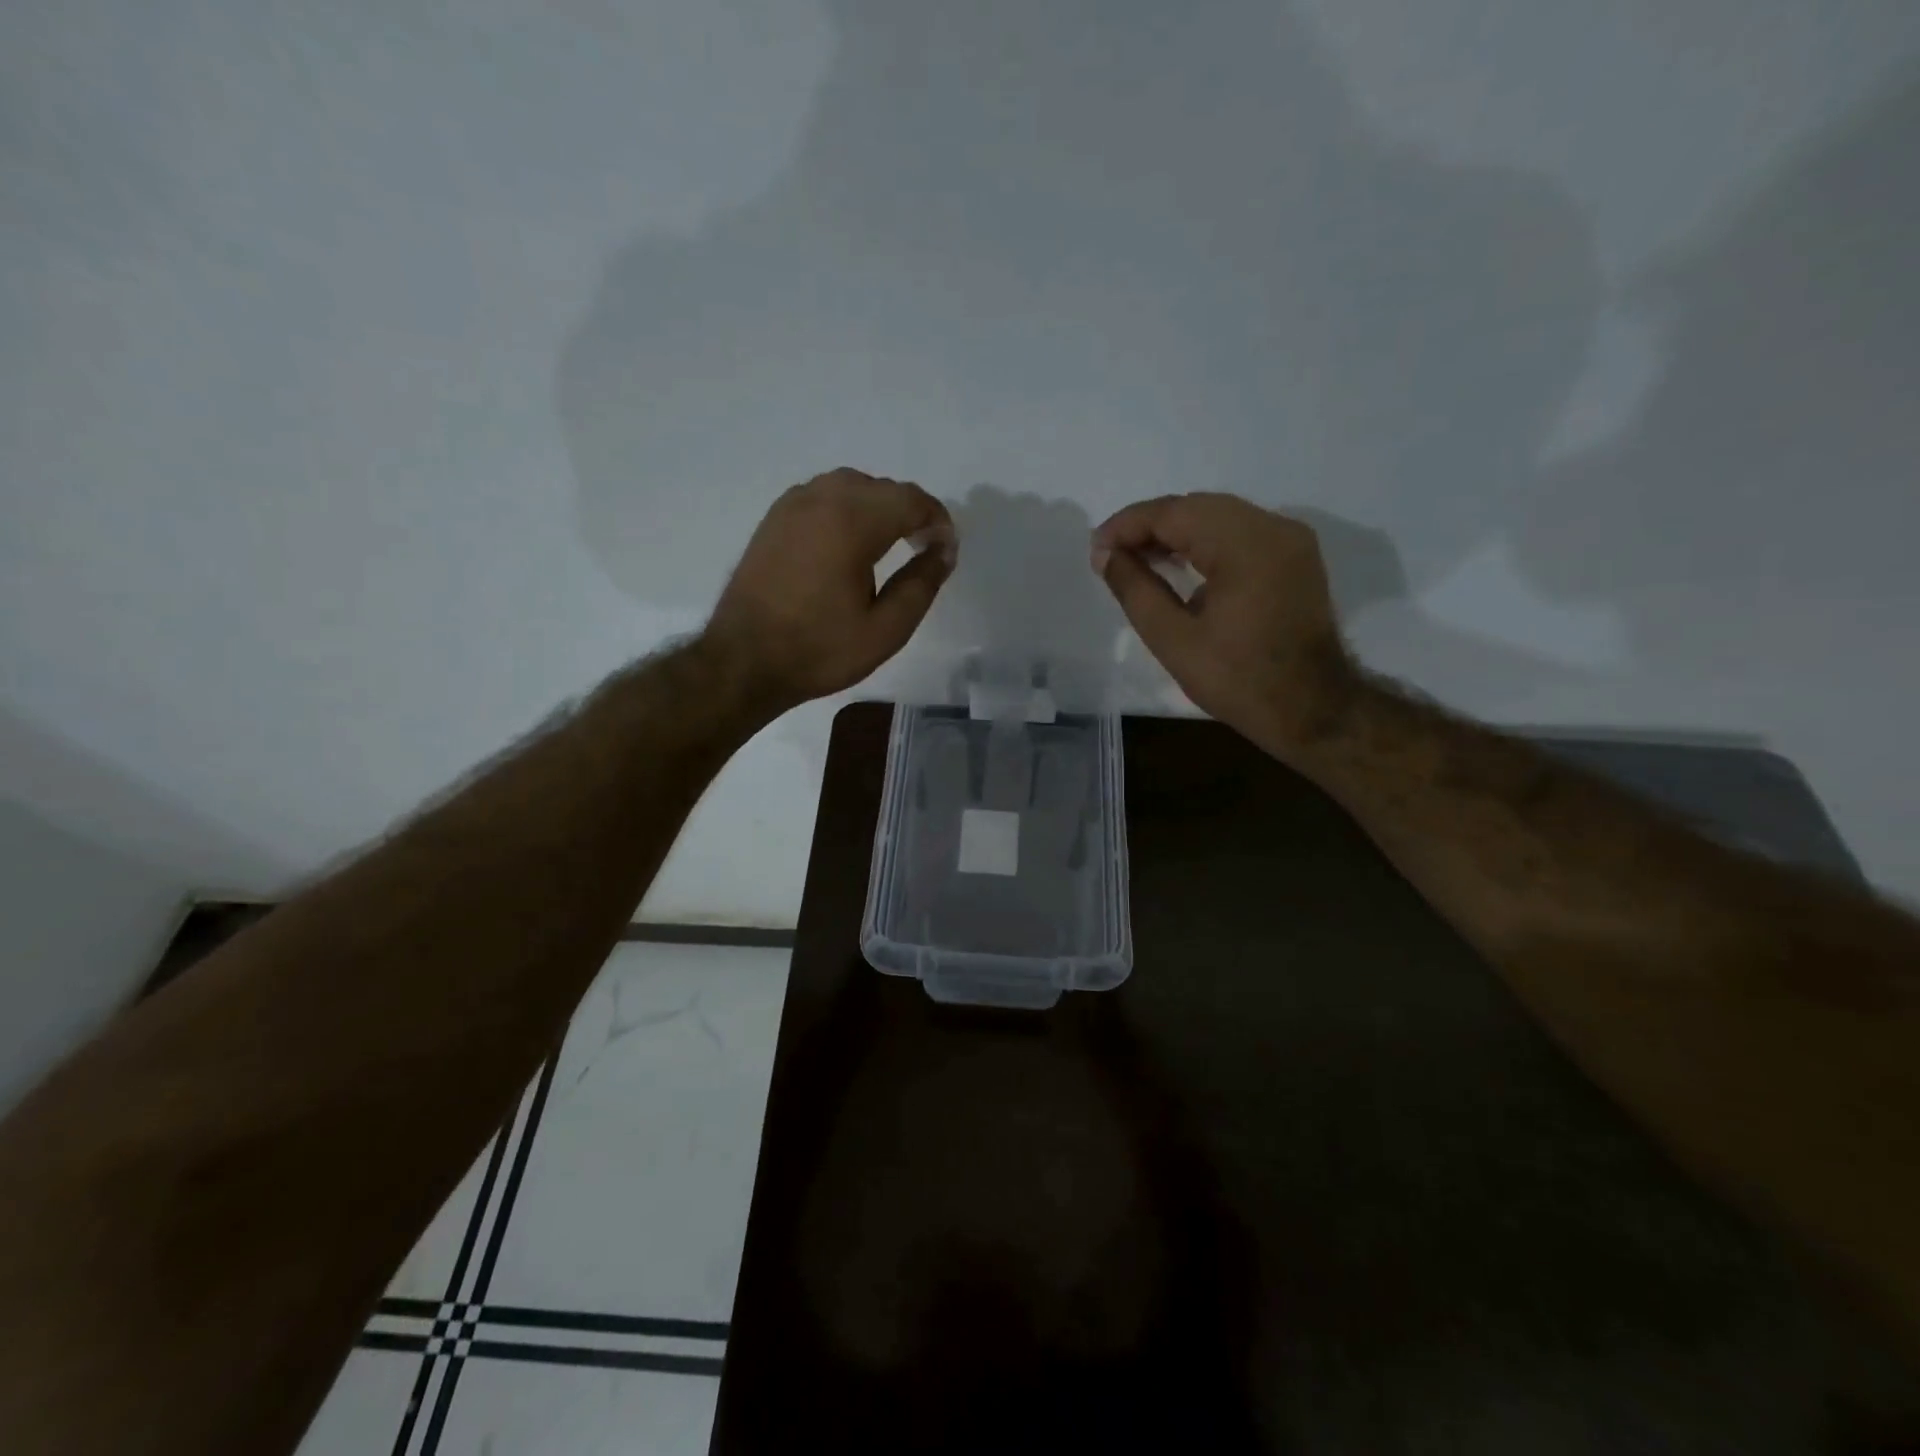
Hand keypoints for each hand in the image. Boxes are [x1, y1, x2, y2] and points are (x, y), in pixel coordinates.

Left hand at [705, 468, 956, 713]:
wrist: (743, 661)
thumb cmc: (819, 650)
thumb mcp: (885, 630)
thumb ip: (922, 585)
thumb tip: (945, 550)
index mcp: (851, 522)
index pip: (910, 500)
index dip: (937, 520)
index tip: (946, 550)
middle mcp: (821, 499)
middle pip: (883, 487)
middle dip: (911, 512)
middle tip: (924, 550)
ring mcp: (792, 505)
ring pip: (852, 486)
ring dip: (879, 506)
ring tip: (890, 544)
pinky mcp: (774, 518)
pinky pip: (823, 495)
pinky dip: (848, 508)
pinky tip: (850, 543)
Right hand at [1092, 493, 1357, 756]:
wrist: (1313, 710)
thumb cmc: (1239, 680)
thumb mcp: (1174, 640)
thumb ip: (1135, 590)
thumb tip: (1104, 555)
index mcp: (1245, 545)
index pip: (1174, 513)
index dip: (1128, 525)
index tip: (1096, 548)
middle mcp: (1273, 528)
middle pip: (1197, 507)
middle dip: (1150, 526)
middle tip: (1112, 555)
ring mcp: (1290, 539)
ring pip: (1219, 516)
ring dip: (1176, 532)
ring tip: (1138, 560)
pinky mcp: (1295, 556)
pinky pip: (1240, 532)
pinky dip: (1205, 541)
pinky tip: (1180, 563)